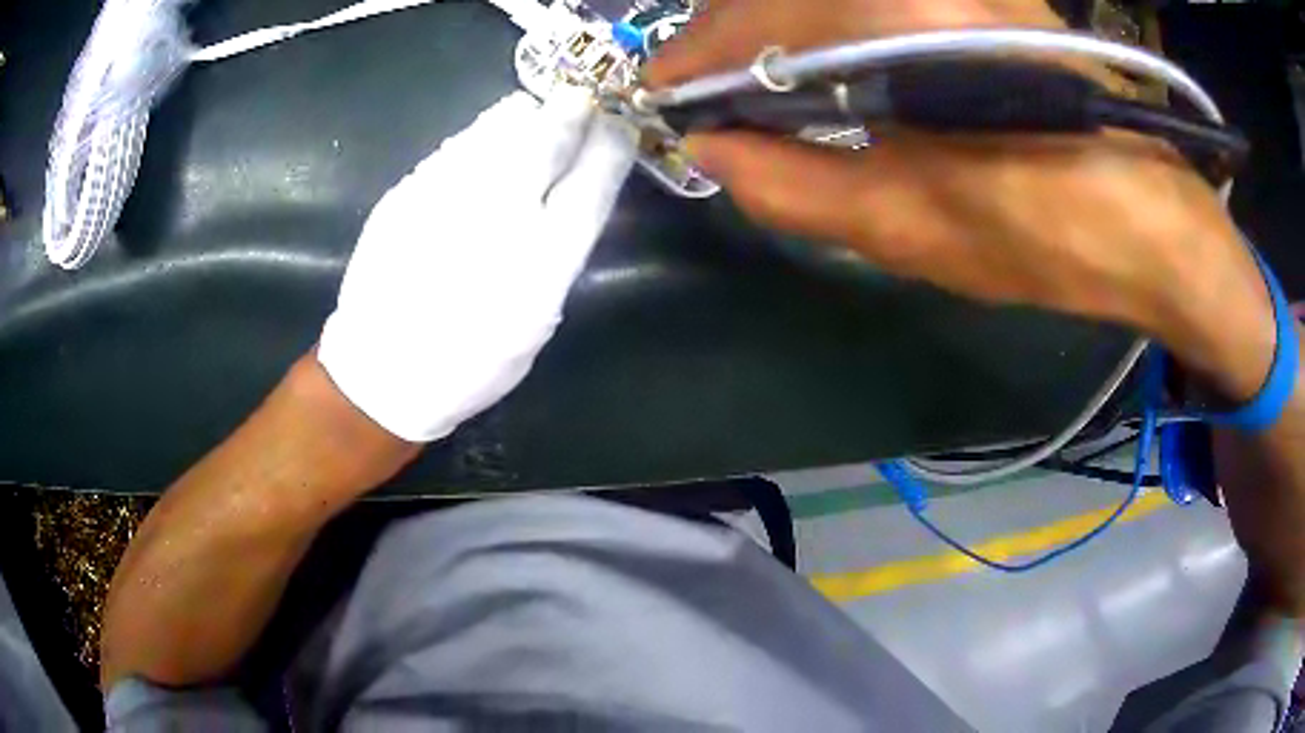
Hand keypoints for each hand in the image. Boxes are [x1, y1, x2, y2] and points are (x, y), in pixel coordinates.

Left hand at [318, 89, 636, 441]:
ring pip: (501, 125)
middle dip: (574, 111)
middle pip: (549, 133)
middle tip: (581, 102)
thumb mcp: (538, 317)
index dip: (613, 141)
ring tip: (534, 124)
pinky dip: (483, 138)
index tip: (619, 125)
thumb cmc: (471, 358)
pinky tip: (482, 157)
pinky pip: (460, 142)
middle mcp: (497, 213)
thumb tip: (578, 184)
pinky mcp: (408, 188)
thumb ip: (562, 247)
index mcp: (542, 259)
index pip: (595, 176)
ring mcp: (445, 193)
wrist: (381, 370)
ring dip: (527, 118)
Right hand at [647, 0, 1275, 397]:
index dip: (690, 59)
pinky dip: (825, 23)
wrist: (1150, 220)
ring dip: (773, 31)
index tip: (659, 97)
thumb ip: (790, 186)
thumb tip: (711, 151)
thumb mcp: (908, 229)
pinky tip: (821, 65)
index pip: (749, 20)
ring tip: (753, 88)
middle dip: (726, 40)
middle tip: (702, 97)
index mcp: (896, 19)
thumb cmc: (1044, 236)